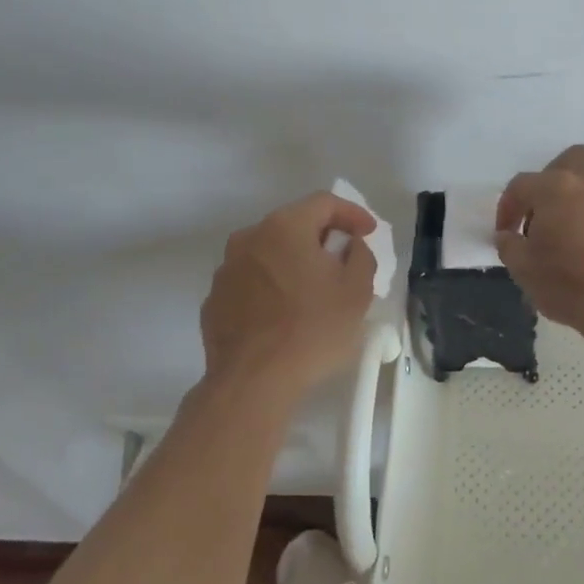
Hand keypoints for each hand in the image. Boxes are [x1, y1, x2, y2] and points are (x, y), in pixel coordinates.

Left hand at [201, 192, 377, 401]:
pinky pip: (251, 282)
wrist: (253, 382)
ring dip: (293, 262)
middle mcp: (249, 238)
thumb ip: (361, 255)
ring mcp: (226, 269)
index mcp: (285, 227)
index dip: (352, 213)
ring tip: (312, 291)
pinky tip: (283, 314)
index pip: (324, 202)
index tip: (369, 233)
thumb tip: (351, 246)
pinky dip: (270, 287)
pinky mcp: (214, 300)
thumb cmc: (312, 329)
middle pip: (293, 224)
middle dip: (321, 238)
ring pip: (268, 253)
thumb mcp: (357, 290)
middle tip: (343, 260)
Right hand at [494, 145, 583, 328]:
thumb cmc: (565, 282)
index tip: (505, 233)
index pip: (521, 185)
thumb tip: (508, 236)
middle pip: (570, 161)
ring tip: (571, 228)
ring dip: (581, 196)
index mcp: (556, 187)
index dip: (508, 207)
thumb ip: (509, 244)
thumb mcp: (522, 267)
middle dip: (553, 179)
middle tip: (543, 211)